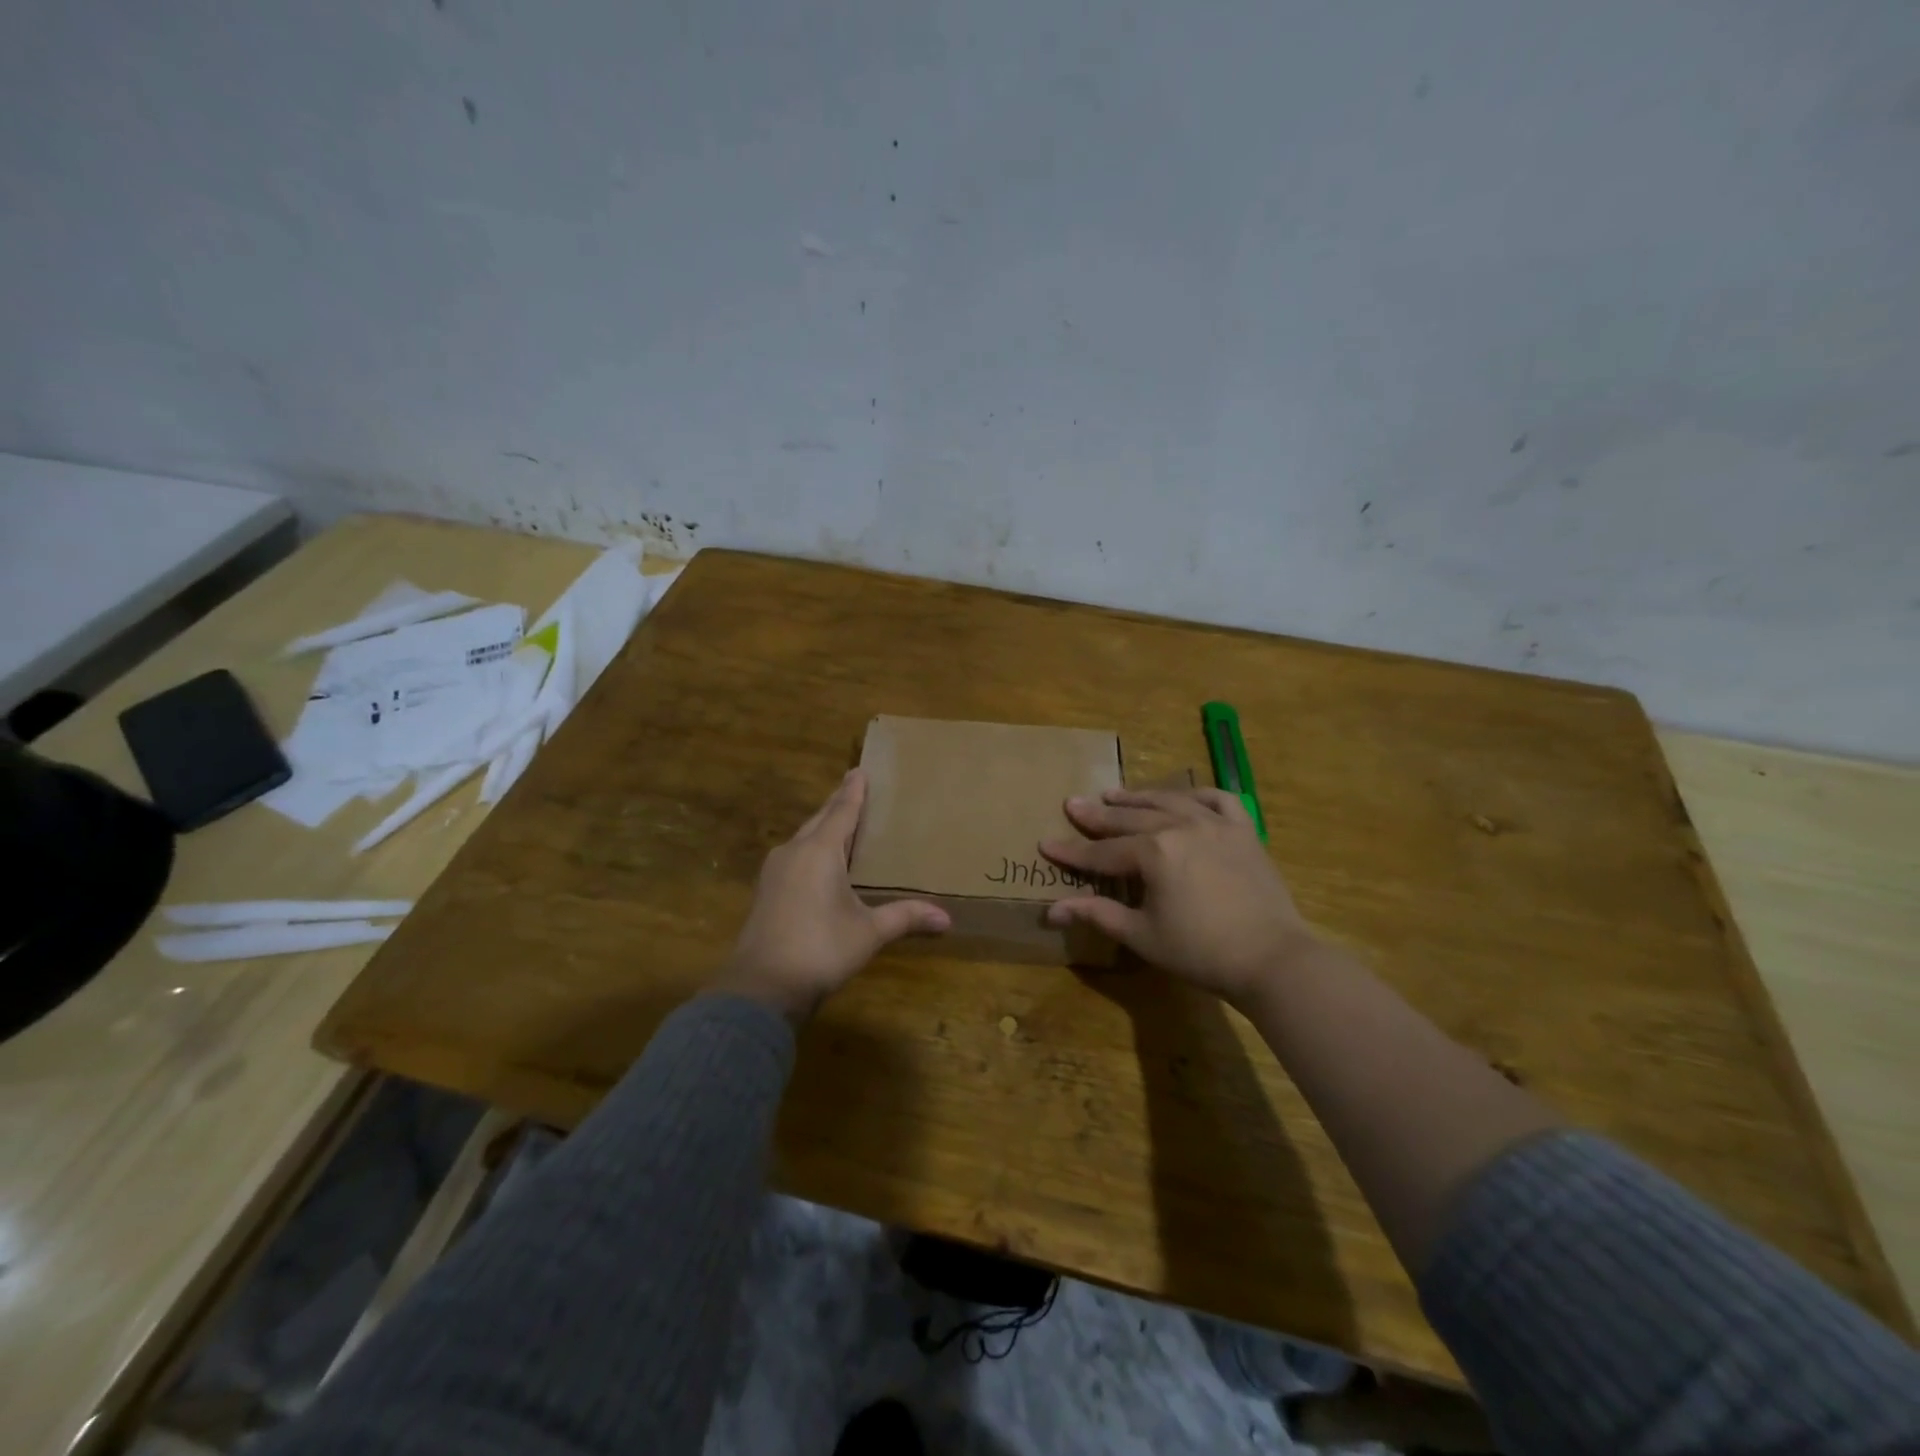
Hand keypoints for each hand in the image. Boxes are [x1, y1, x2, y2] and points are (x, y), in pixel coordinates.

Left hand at [710, 769, 949, 1021]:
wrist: (761, 987)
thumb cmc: (820, 949)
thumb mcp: (868, 932)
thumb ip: (905, 918)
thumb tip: (947, 920)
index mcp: (820, 851)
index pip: (842, 811)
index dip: (853, 791)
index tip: (859, 770)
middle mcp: (794, 851)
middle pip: (819, 819)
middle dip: (838, 804)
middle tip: (854, 789)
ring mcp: (775, 871)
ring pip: (803, 837)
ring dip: (822, 827)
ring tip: (840, 823)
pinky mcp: (766, 890)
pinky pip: (794, 855)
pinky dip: (811, 848)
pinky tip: (819, 861)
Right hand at [1040, 787, 1319, 1005]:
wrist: (1272, 959)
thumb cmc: (1200, 952)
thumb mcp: (1141, 935)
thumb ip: (1097, 914)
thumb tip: (1052, 910)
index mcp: (1154, 853)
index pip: (1102, 851)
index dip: (1072, 851)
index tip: (1045, 843)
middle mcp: (1180, 826)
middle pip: (1130, 818)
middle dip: (1097, 814)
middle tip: (1073, 803)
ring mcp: (1215, 824)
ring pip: (1168, 801)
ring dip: (1138, 796)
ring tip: (1114, 793)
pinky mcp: (1243, 830)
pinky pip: (1217, 800)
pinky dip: (1196, 795)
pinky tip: (1182, 797)